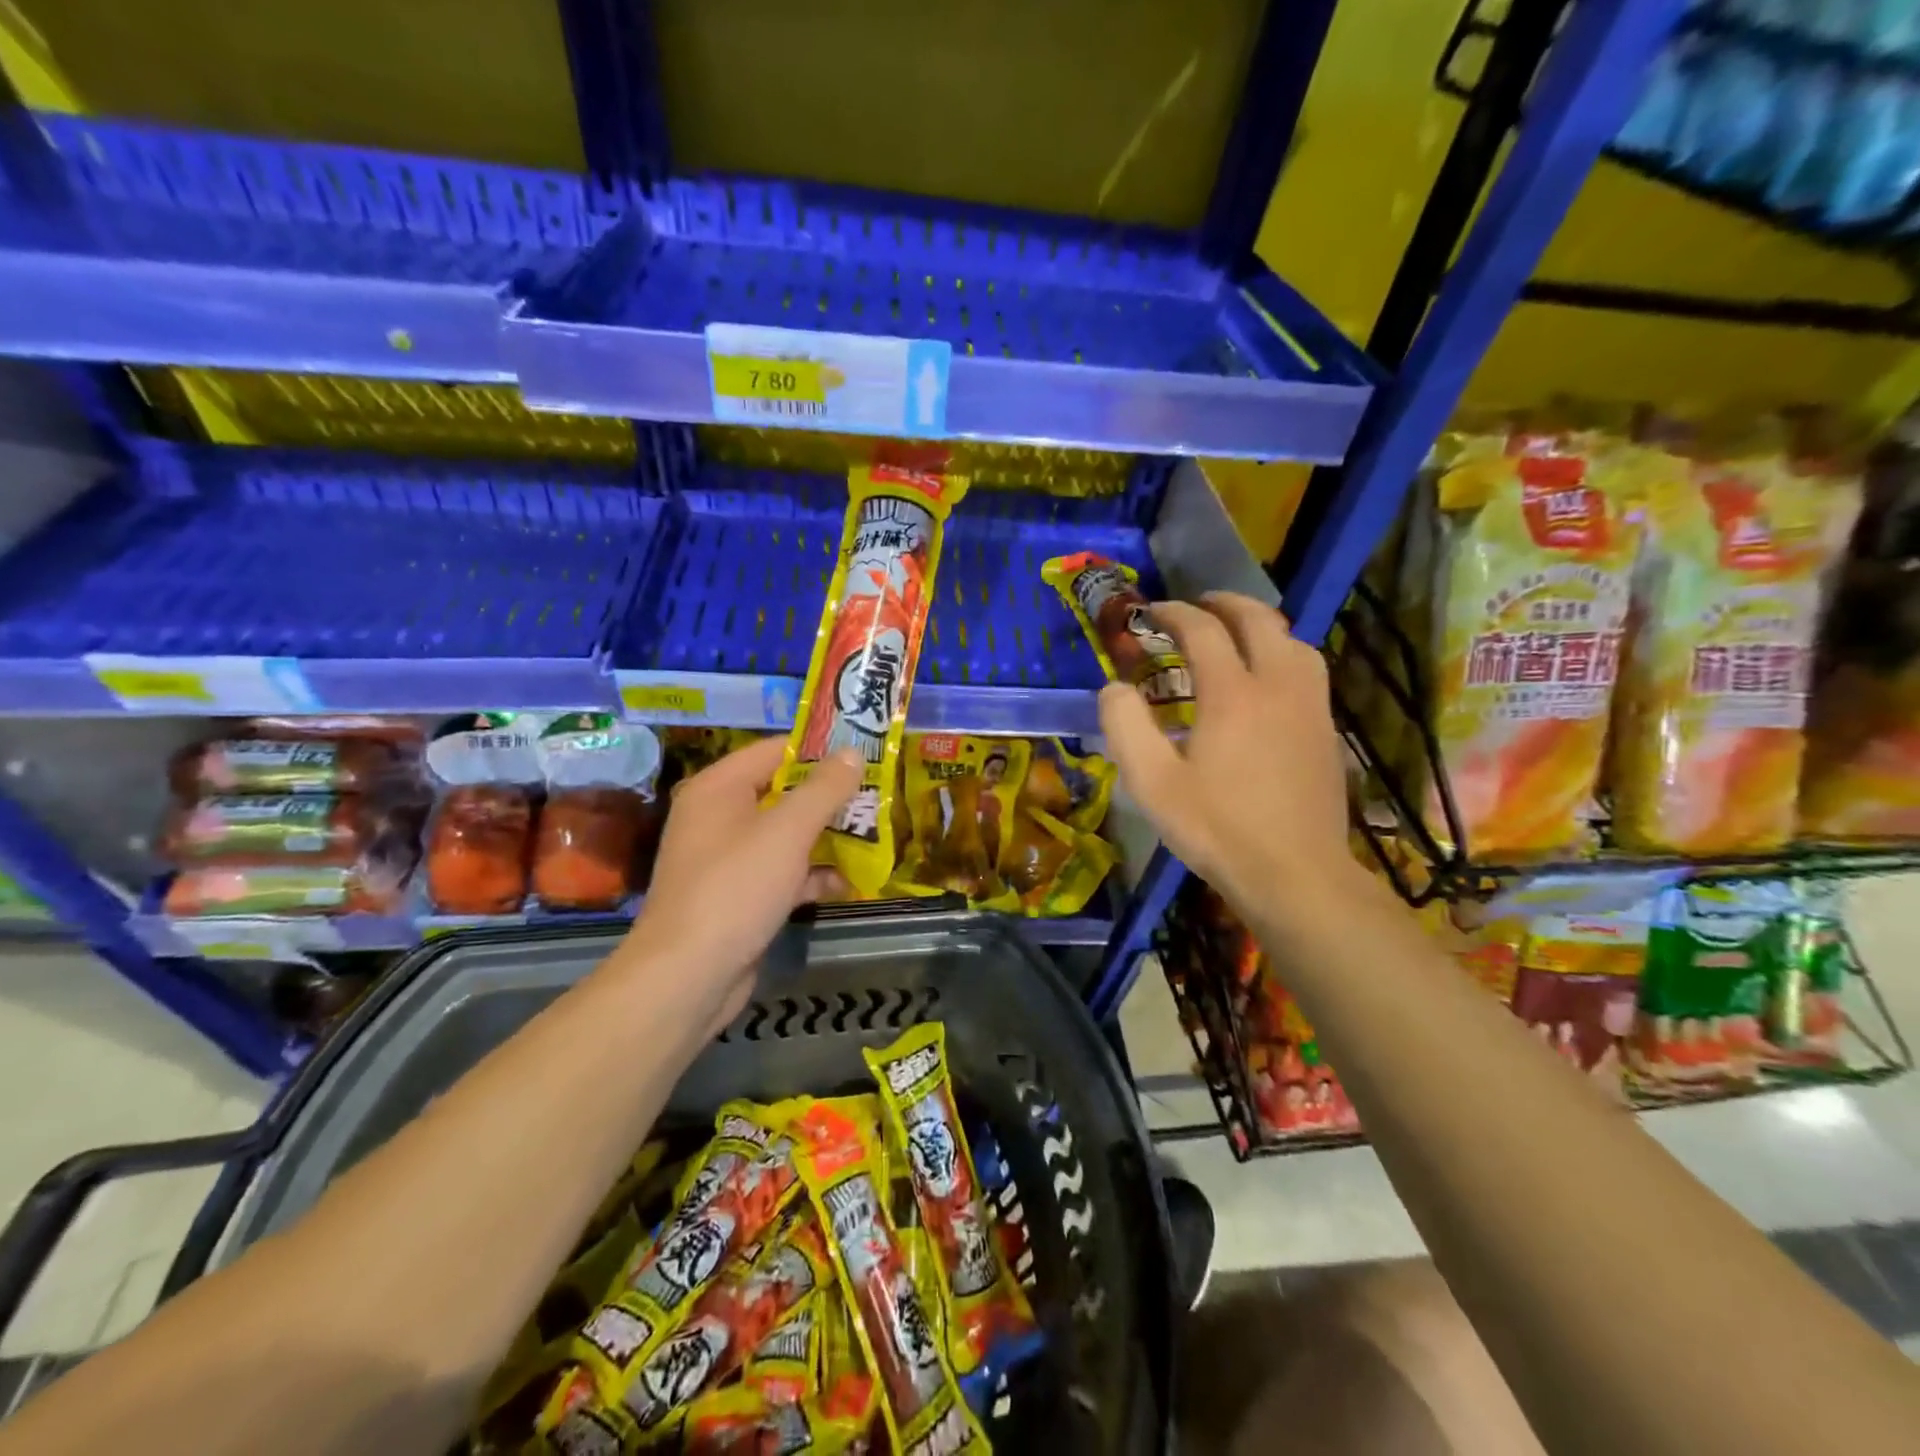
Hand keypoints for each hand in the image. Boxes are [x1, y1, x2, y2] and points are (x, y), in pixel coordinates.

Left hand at [618, 736, 862, 1036]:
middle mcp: (720, 816)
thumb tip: (852, 752)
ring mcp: (729, 858)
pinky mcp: (741, 895)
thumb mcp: (787, 831)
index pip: (776, 750)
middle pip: (784, 793)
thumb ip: (823, 789)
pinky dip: (813, 874)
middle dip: (831, 797)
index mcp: (720, 788)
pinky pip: (783, 871)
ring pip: (788, 834)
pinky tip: (849, 882)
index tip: (865, 754)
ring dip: (828, 836)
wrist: (689, 976)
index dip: (821, 750)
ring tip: (875, 834)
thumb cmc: (736, 888)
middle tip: (877, 796)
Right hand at [1099, 592, 1353, 915]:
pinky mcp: (1327, 731)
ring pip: (1295, 641)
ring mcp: (1311, 707)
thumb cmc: (1217, 829)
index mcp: (1233, 695)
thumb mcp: (1152, 784)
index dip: (1175, 614)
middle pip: (1259, 621)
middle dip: (1225, 604)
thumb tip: (1115, 687)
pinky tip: (1270, 680)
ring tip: (1238, 633)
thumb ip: (1125, 727)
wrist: (1295, 874)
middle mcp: (1278, 687)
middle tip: (1198, 605)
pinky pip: (1309, 671)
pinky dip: (1284, 654)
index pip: (1204, 631)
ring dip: (1262, 625)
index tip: (1153, 613)